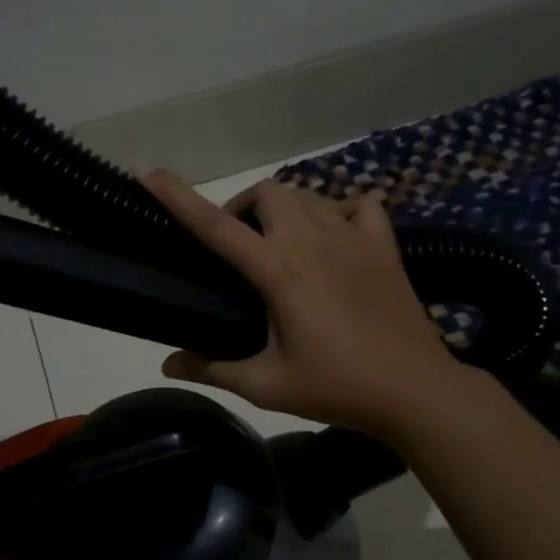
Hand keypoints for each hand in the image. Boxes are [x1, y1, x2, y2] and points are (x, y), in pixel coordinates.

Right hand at [138, 168, 465, 435]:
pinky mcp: (384, 245)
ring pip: (308, 194)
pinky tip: (334, 237)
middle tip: (238, 248)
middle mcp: (313, 239)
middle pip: (266, 192)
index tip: (144, 168)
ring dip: (283, 209)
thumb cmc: (337, 388)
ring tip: (280, 245)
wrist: (415, 391)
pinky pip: (358, 204)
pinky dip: (338, 210)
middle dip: (243, 209)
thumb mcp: (267, 385)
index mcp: (278, 270)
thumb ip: (213, 368)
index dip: (175, 194)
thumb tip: (168, 365)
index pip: (215, 224)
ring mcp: (353, 236)